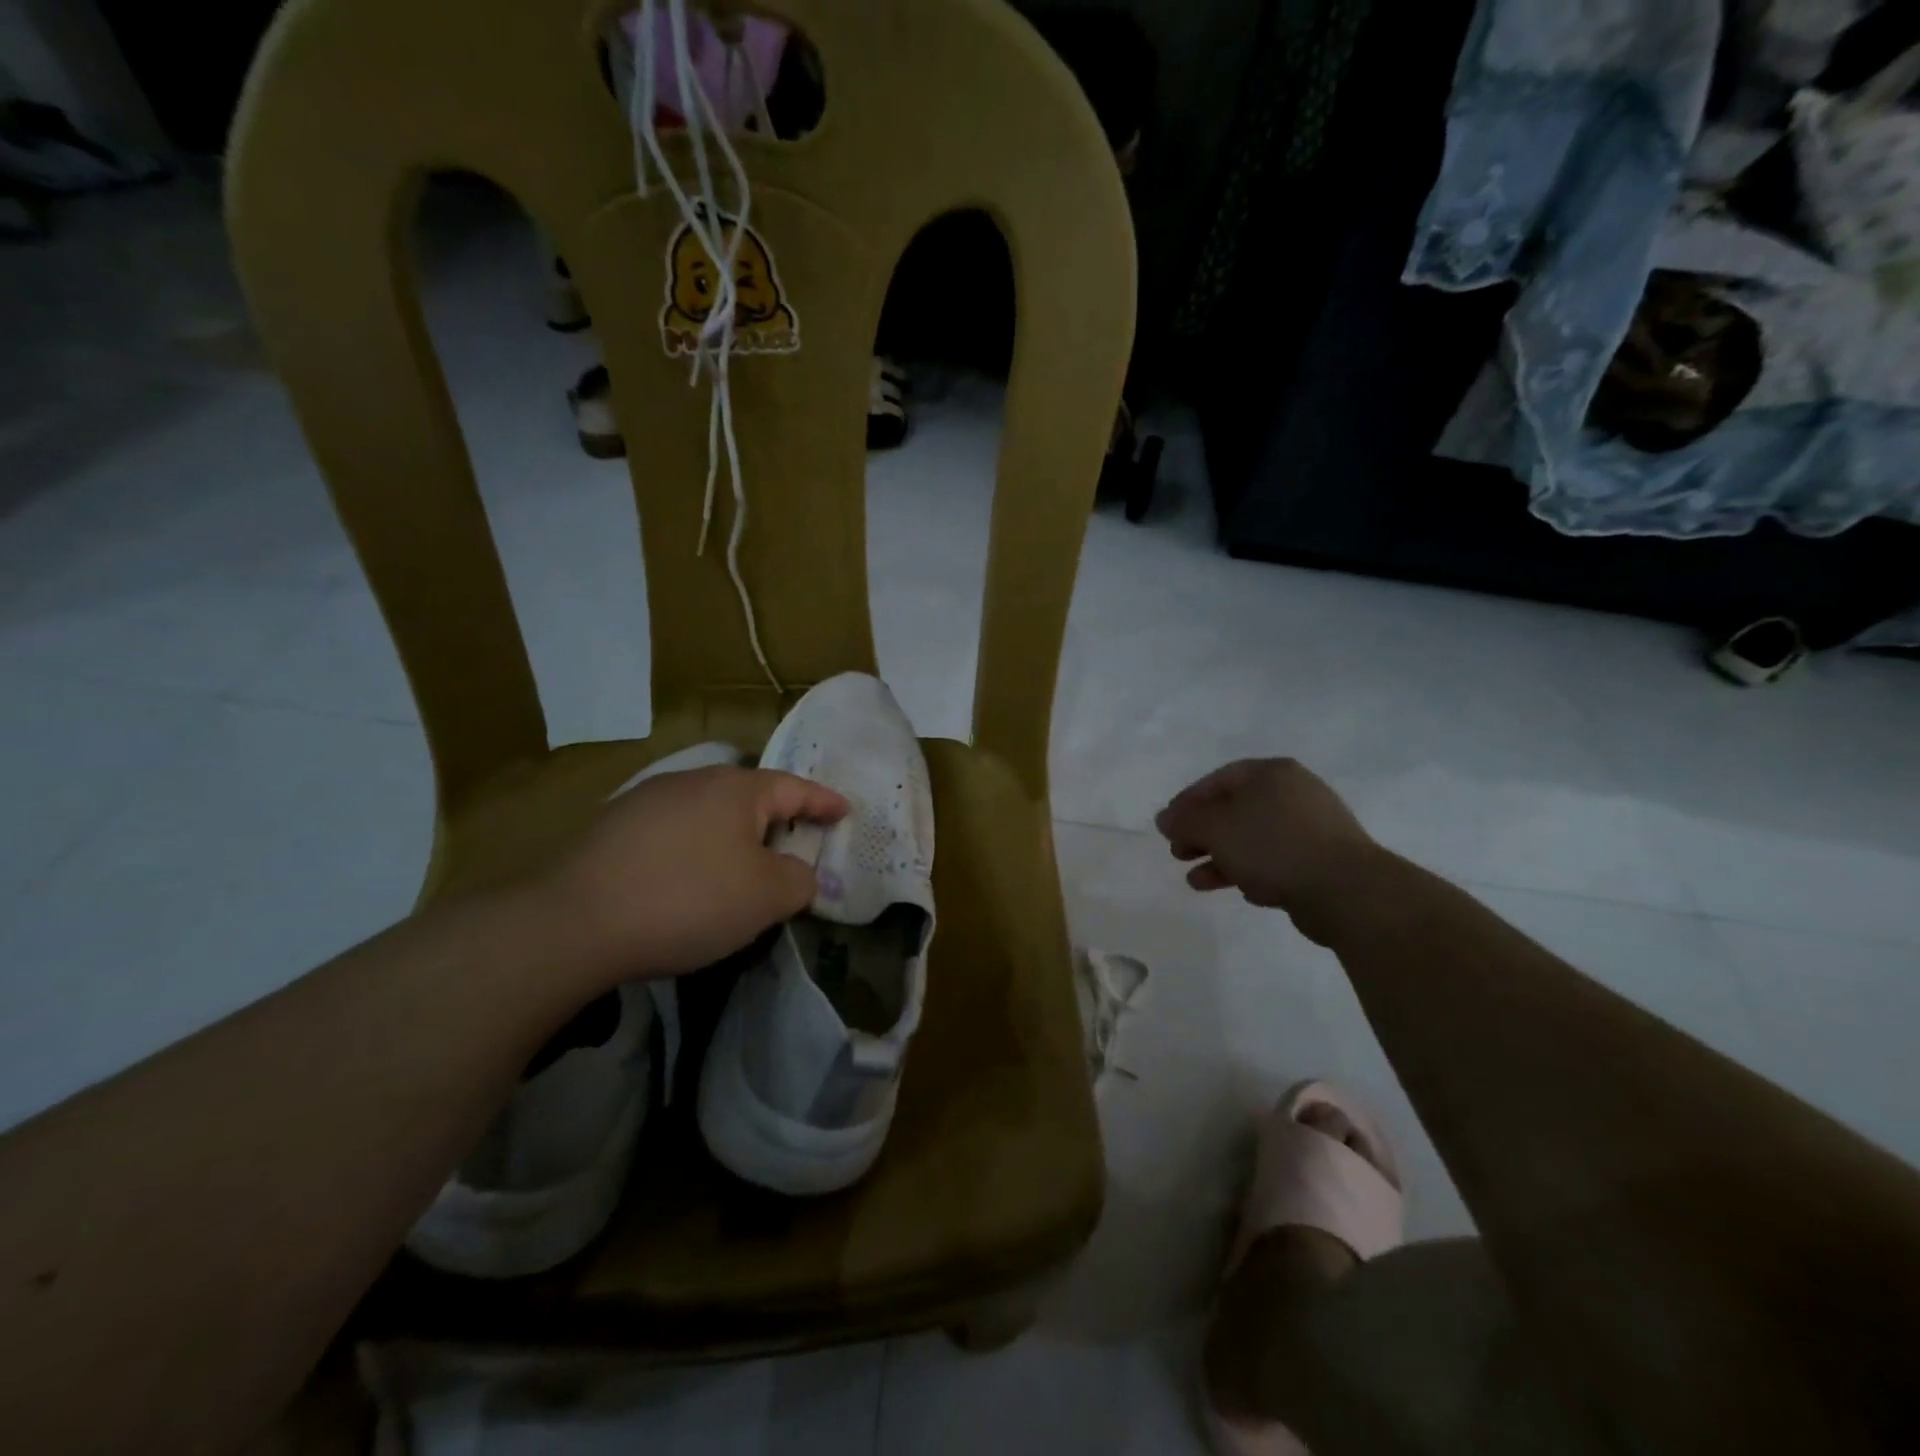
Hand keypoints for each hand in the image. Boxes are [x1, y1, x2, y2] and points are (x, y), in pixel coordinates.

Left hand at [544, 764, 847, 982]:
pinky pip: (675, 833)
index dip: (824, 802)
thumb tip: (800, 873)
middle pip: (750, 798)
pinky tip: (687, 881)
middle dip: (778, 820)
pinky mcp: (613, 828)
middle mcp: (693, 781)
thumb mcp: (766, 897)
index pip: (795, 788)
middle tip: (797, 846)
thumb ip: (800, 880)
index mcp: (736, 789)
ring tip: (742, 869)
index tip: (845, 811)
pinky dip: (695, 851)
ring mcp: (647, 801)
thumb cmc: (689, 899)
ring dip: (733, 838)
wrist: (574, 922)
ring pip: (709, 815)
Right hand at [1154, 758, 1383, 942]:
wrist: (1347, 891)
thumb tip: (1164, 818)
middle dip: (1202, 833)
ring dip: (1221, 858)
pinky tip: (1244, 891)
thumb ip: (1185, 820)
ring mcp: (1312, 827)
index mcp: (1271, 774)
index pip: (1217, 780)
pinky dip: (1253, 871)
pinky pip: (1276, 861)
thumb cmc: (1273, 846)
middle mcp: (1294, 793)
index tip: (1167, 827)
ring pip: (1253, 838)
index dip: (1187, 802)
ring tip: (1197, 882)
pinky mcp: (1322, 860)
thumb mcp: (1216, 828)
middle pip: (1234, 810)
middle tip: (1178, 853)